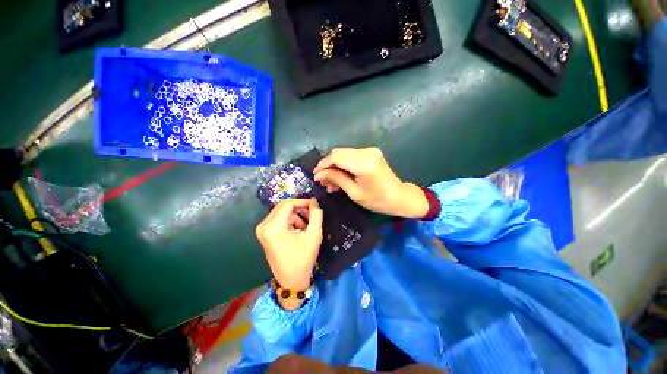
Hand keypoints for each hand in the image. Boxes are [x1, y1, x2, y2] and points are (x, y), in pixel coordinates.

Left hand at [256, 199, 323, 292]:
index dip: (302, 201)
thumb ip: (316, 214)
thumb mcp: (314, 234)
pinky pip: (279, 220)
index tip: (314, 205)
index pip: (288, 203)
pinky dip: (290, 222)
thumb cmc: (303, 258)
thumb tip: (314, 201)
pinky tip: (298, 231)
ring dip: (296, 216)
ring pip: (282, 213)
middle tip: (312, 216)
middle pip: (284, 207)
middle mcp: (264, 226)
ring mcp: (262, 230)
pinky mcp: (265, 234)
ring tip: (306, 228)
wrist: (291, 280)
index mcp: (273, 226)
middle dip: (300, 209)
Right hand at [313, 147, 428, 218]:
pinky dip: (343, 165)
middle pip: (339, 153)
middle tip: (323, 182)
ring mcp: (370, 150)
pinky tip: (341, 177)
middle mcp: (367, 152)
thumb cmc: (378, 200)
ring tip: (331, 183)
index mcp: (364, 163)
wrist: (400, 197)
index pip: (336, 157)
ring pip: (344, 154)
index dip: (323, 165)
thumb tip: (319, 175)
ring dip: (335, 167)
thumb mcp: (354, 192)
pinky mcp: (371, 152)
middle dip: (328, 166)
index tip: (316, 175)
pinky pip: (351, 156)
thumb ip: (336, 179)